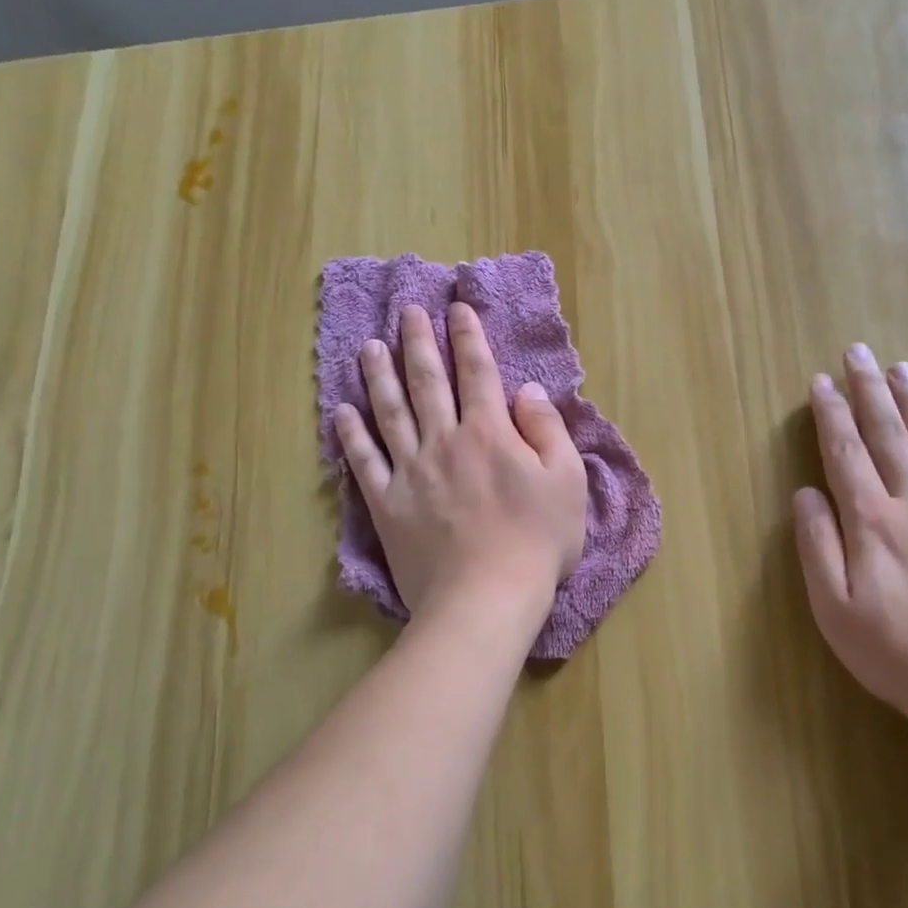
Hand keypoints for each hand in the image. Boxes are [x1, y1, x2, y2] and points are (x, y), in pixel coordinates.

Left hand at [334, 303, 587, 620]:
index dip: (468, 337)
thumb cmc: (538, 541)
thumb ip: (547, 429)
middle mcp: (445, 441)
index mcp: (490, 432)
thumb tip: (527, 390)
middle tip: (408, 311)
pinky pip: (364, 462)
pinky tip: (341, 410)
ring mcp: (411, 471)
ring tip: (370, 346)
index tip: (456, 309)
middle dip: (419, 342)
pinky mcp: (387, 504)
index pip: (477, 372)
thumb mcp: (566, 481)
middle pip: (428, 382)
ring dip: (380, 375)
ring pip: (390, 412)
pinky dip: (351, 434)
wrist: (486, 598)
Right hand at [793, 344, 907, 759]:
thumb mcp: (834, 609)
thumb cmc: (896, 652)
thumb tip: (806, 493)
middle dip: (869, 391)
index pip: (845, 453)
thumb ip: (817, 546)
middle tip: (858, 352)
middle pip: (888, 435)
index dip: (831, 415)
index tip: (820, 382)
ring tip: (902, 366)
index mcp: (871, 521)